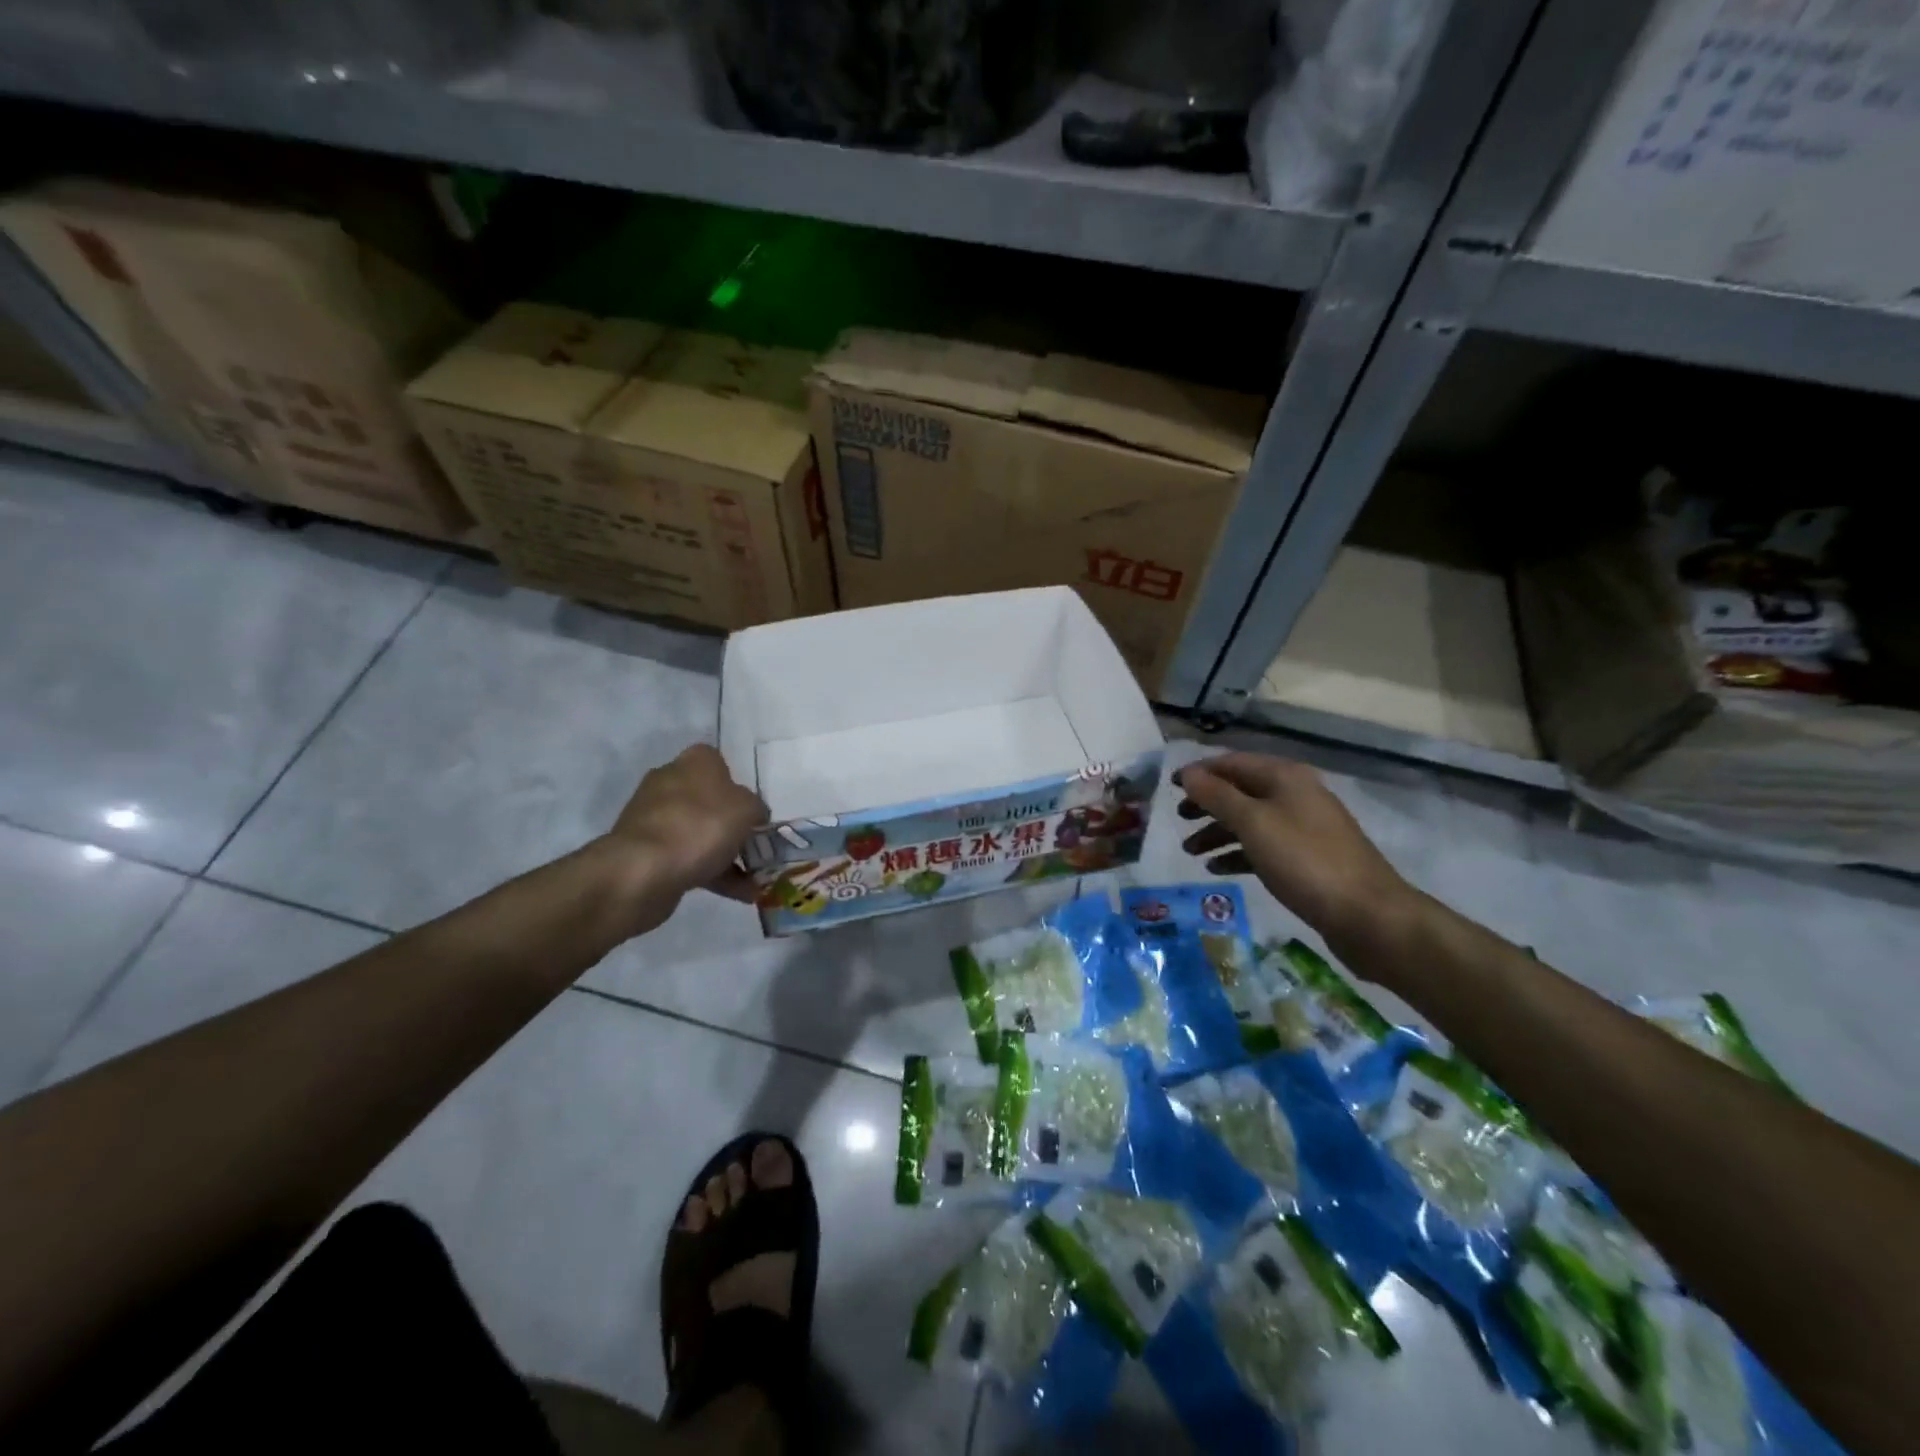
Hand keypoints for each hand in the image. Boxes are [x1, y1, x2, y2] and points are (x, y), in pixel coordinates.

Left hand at [606, 744, 766, 902]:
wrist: (643, 871)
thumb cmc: (702, 826)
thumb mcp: (747, 809)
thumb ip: (756, 808)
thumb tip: (753, 815)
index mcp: (695, 762)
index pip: (720, 763)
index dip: (740, 786)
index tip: (754, 811)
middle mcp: (671, 782)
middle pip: (711, 801)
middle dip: (734, 826)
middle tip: (758, 847)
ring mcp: (655, 818)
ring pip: (700, 833)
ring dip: (727, 855)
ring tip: (755, 882)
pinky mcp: (647, 850)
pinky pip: (688, 858)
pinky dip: (713, 874)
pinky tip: (740, 895)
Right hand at [1176, 753, 1411, 954]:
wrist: (1367, 914)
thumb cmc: (1304, 860)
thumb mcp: (1253, 823)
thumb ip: (1217, 796)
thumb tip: (1188, 773)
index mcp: (1285, 777)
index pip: (1232, 763)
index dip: (1200, 772)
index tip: (1169, 786)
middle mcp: (1295, 795)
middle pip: (1240, 791)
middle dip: (1207, 803)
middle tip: (1178, 819)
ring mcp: (1303, 827)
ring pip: (1250, 821)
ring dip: (1218, 832)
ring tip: (1190, 851)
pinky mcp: (1306, 858)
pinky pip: (1263, 847)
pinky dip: (1238, 853)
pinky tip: (1217, 869)